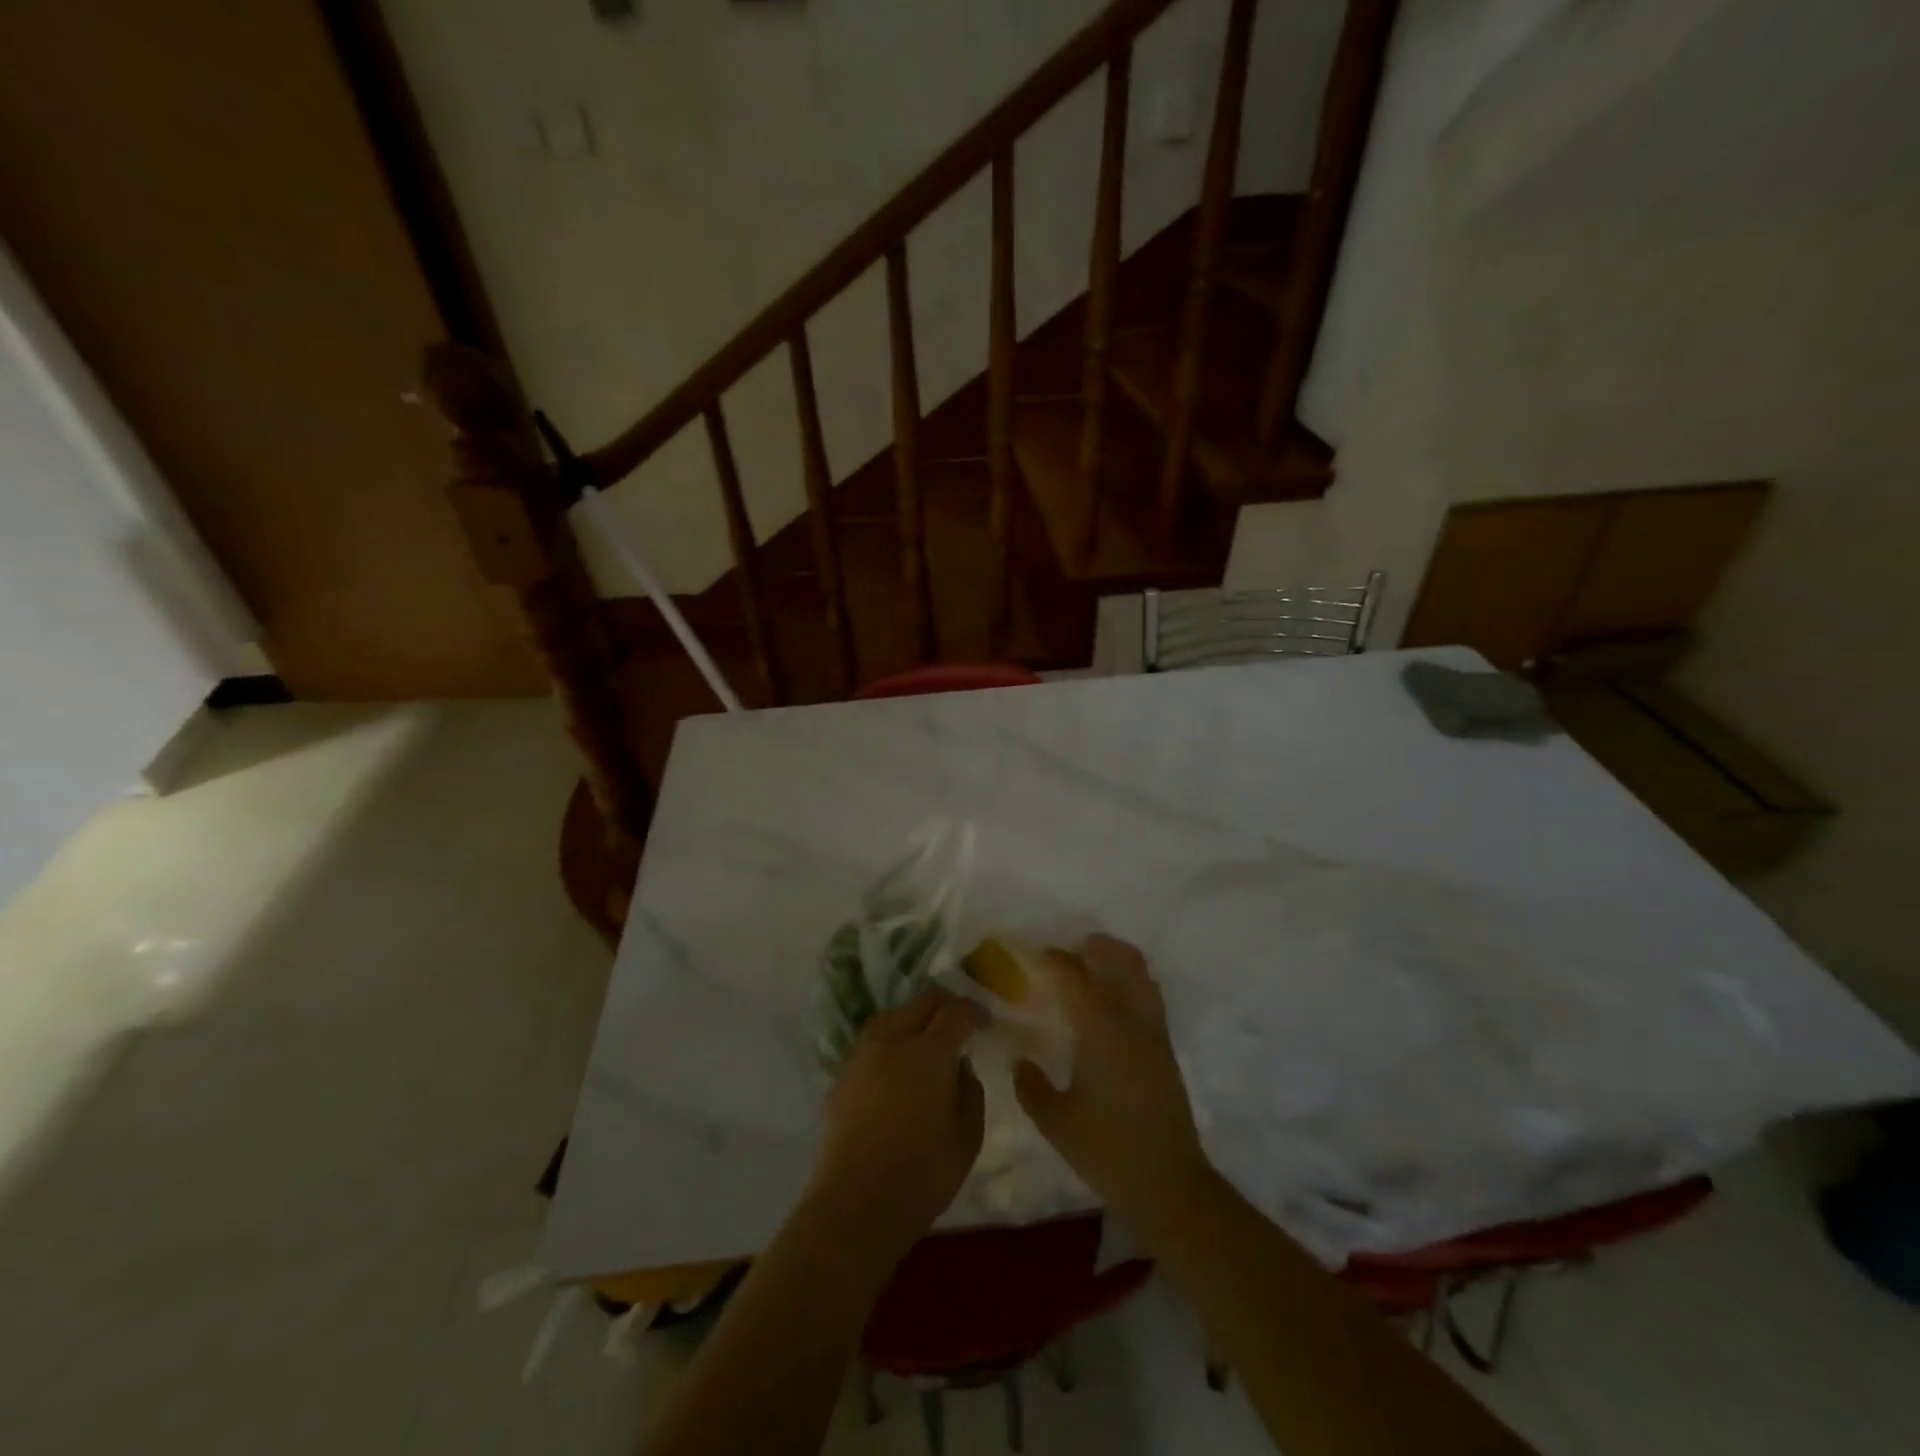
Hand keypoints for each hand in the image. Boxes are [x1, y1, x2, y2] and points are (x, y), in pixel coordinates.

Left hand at [809, 989, 985, 1261]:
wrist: (855, 1205)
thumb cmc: (921, 1173)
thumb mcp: (967, 1136)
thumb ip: (970, 1091)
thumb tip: (960, 1068)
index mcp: (929, 1052)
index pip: (955, 1011)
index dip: (974, 1011)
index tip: (984, 1024)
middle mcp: (892, 1040)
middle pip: (922, 1002)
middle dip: (945, 1007)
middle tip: (960, 1026)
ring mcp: (862, 1054)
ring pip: (892, 1015)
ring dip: (914, 1019)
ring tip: (927, 1043)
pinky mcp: (842, 1074)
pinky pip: (872, 1041)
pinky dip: (891, 1041)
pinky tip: (897, 1067)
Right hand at [1014, 935, 1212, 1245]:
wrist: (1170, 1184)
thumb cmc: (1108, 1151)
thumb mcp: (1056, 1122)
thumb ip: (1031, 1086)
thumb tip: (1020, 1060)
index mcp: (1102, 1030)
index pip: (1075, 978)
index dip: (1054, 960)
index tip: (1034, 955)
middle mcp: (1132, 1020)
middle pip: (1118, 961)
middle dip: (1092, 948)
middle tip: (1065, 953)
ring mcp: (1154, 1032)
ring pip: (1141, 974)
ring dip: (1116, 960)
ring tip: (1091, 965)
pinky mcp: (1166, 1048)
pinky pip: (1149, 996)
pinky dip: (1131, 982)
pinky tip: (1112, 1001)